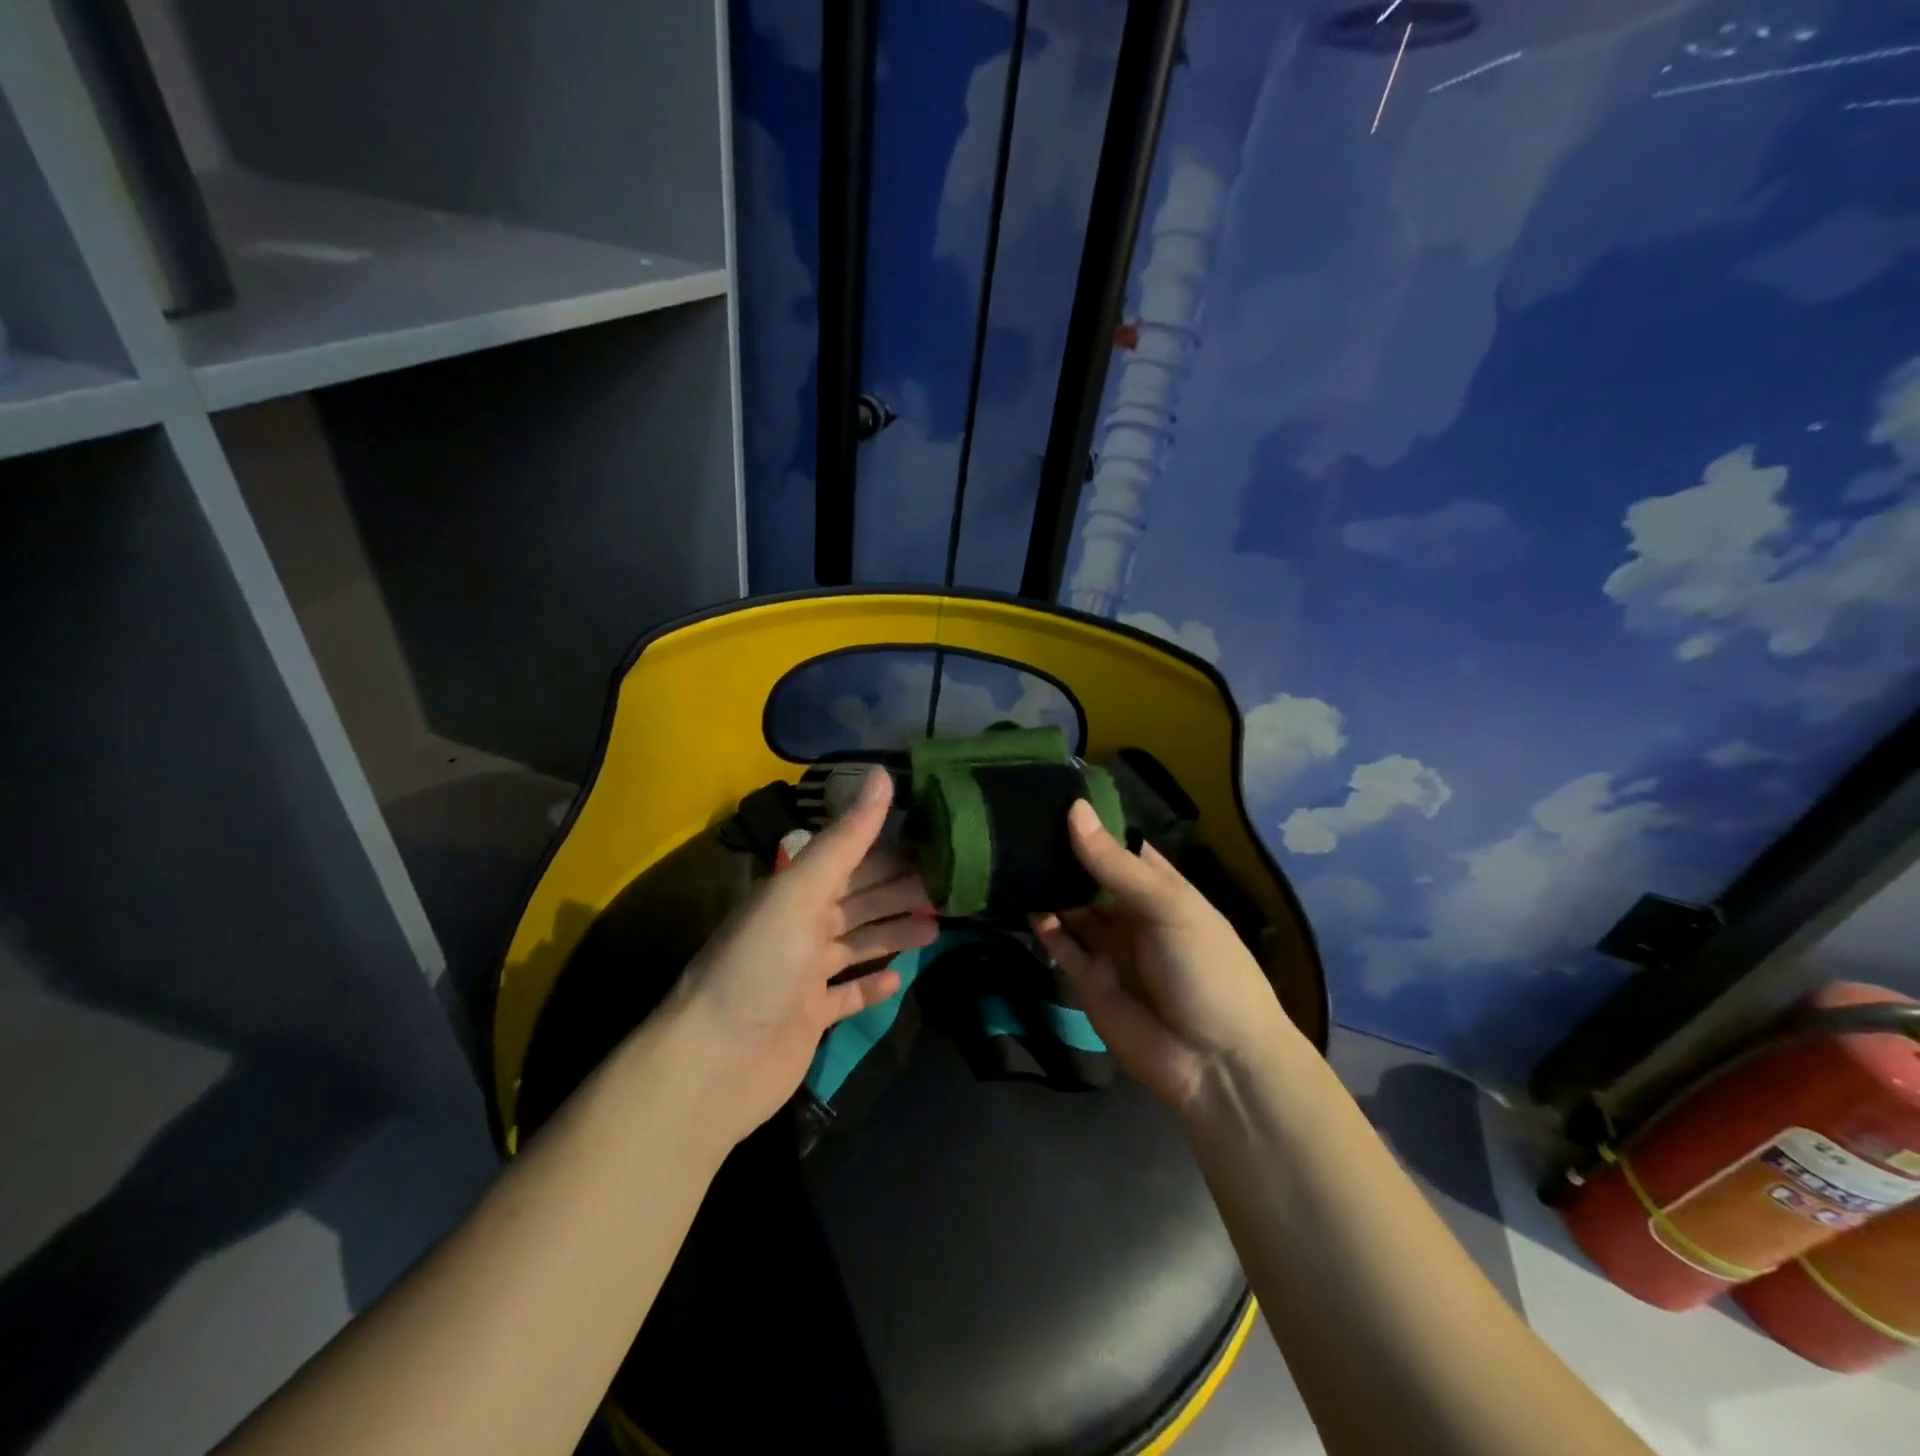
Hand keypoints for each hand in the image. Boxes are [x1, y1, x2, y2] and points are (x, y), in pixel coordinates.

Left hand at [673, 768, 936, 1144]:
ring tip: (937, 928)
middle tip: (950, 886)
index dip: (891, 849)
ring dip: (894, 934)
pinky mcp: (811, 1017)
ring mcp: (805, 974)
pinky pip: (848, 995)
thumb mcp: (802, 891)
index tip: (936, 842)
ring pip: (859, 944)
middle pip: (861, 900)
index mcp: (797, 892)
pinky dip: (871, 985)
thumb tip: (884, 773)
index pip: (852, 859)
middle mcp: (801, 927)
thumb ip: (846, 838)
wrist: (716, 1063)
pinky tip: (898, 978)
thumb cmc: (760, 966)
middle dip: (900, 891)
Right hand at [1032, 801, 1297, 1118]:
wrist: (1216, 1065)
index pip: (1119, 844)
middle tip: (1013, 822)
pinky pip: (1060, 944)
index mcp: (1160, 887)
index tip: (1048, 793)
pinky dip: (1044, 926)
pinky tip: (1025, 903)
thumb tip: (1074, 810)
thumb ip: (1116, 865)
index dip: (1090, 822)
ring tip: (1009, 856)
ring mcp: (1108, 945)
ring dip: (1046, 886)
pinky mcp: (1087, 979)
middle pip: (1087, 874)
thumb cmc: (1207, 970)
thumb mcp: (1170, 907)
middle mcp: (1130, 911)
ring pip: (1069, 906)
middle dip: (1059, 853)